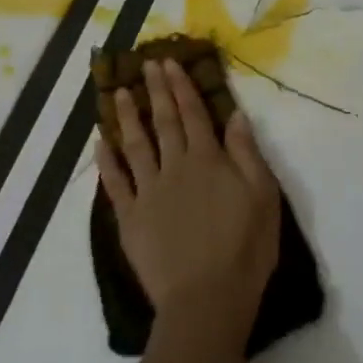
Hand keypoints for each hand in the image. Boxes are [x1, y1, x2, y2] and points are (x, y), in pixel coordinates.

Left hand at [95, 59, 281, 337]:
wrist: (207, 299)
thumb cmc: (245, 249)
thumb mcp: (262, 197)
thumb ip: (246, 154)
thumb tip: (235, 115)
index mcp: (208, 160)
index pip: (192, 114)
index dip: (181, 87)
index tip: (169, 63)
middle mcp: (175, 168)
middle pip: (163, 122)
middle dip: (155, 91)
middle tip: (145, 64)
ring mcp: (148, 192)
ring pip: (135, 145)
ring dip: (127, 117)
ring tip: (118, 93)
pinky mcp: (130, 218)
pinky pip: (115, 184)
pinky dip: (106, 162)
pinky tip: (99, 144)